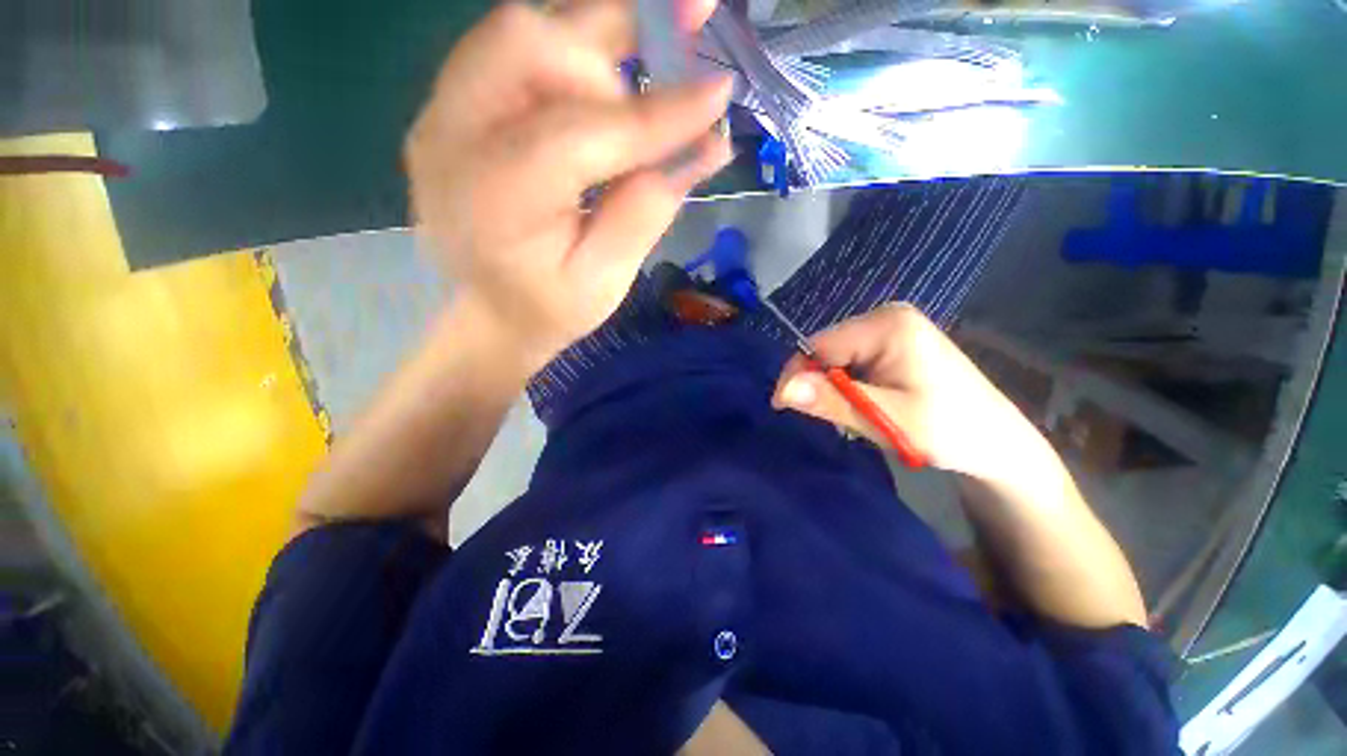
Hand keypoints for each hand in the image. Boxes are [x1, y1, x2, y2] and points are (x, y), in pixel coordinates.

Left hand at [405, 0, 731, 372]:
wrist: (485, 316)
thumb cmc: (547, 311)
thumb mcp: (605, 282)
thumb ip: (646, 212)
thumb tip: (705, 145)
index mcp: (496, 199)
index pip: (583, 132)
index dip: (657, 113)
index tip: (719, 92)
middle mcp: (453, 137)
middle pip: (530, 41)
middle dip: (614, 46)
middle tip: (683, 42)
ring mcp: (444, 115)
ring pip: (522, 33)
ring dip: (597, 35)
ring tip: (663, 34)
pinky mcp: (456, 110)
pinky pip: (515, 54)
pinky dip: (573, 52)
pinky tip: (615, 67)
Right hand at [772, 304, 1055, 488]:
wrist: (997, 444)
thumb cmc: (949, 431)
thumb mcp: (887, 420)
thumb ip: (834, 401)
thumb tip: (783, 389)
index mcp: (887, 324)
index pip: (818, 345)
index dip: (797, 376)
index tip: (783, 408)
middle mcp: (887, 316)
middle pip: (827, 349)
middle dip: (821, 384)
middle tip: (836, 420)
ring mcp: (892, 328)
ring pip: (837, 358)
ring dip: (835, 388)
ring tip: (857, 415)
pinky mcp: (894, 343)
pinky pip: (852, 361)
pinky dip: (849, 386)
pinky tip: (868, 404)